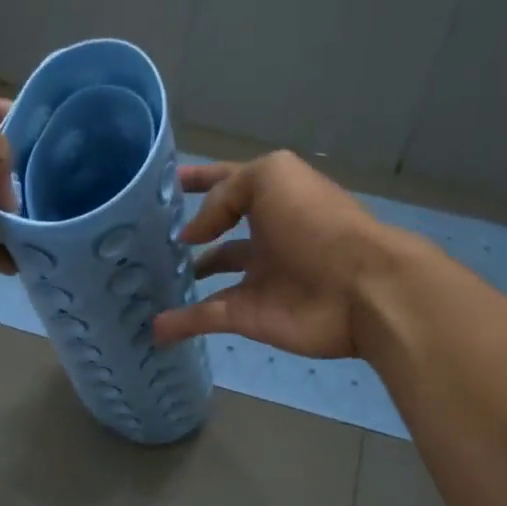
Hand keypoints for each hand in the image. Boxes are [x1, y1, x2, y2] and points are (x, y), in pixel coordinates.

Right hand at [152, 152, 402, 358]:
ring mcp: (256, 278)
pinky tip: (154, 326)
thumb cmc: (316, 223)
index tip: (163, 184)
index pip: (226, 183)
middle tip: (147, 237)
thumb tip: (193, 234)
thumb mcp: (270, 179)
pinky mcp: (249, 316)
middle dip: (189, 233)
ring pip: (211, 275)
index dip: (197, 179)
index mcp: (272, 198)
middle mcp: (264, 236)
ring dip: (183, 278)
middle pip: (217, 232)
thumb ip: (223, 195)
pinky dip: (180, 323)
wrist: (359, 288)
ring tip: (147, 279)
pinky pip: (206, 317)